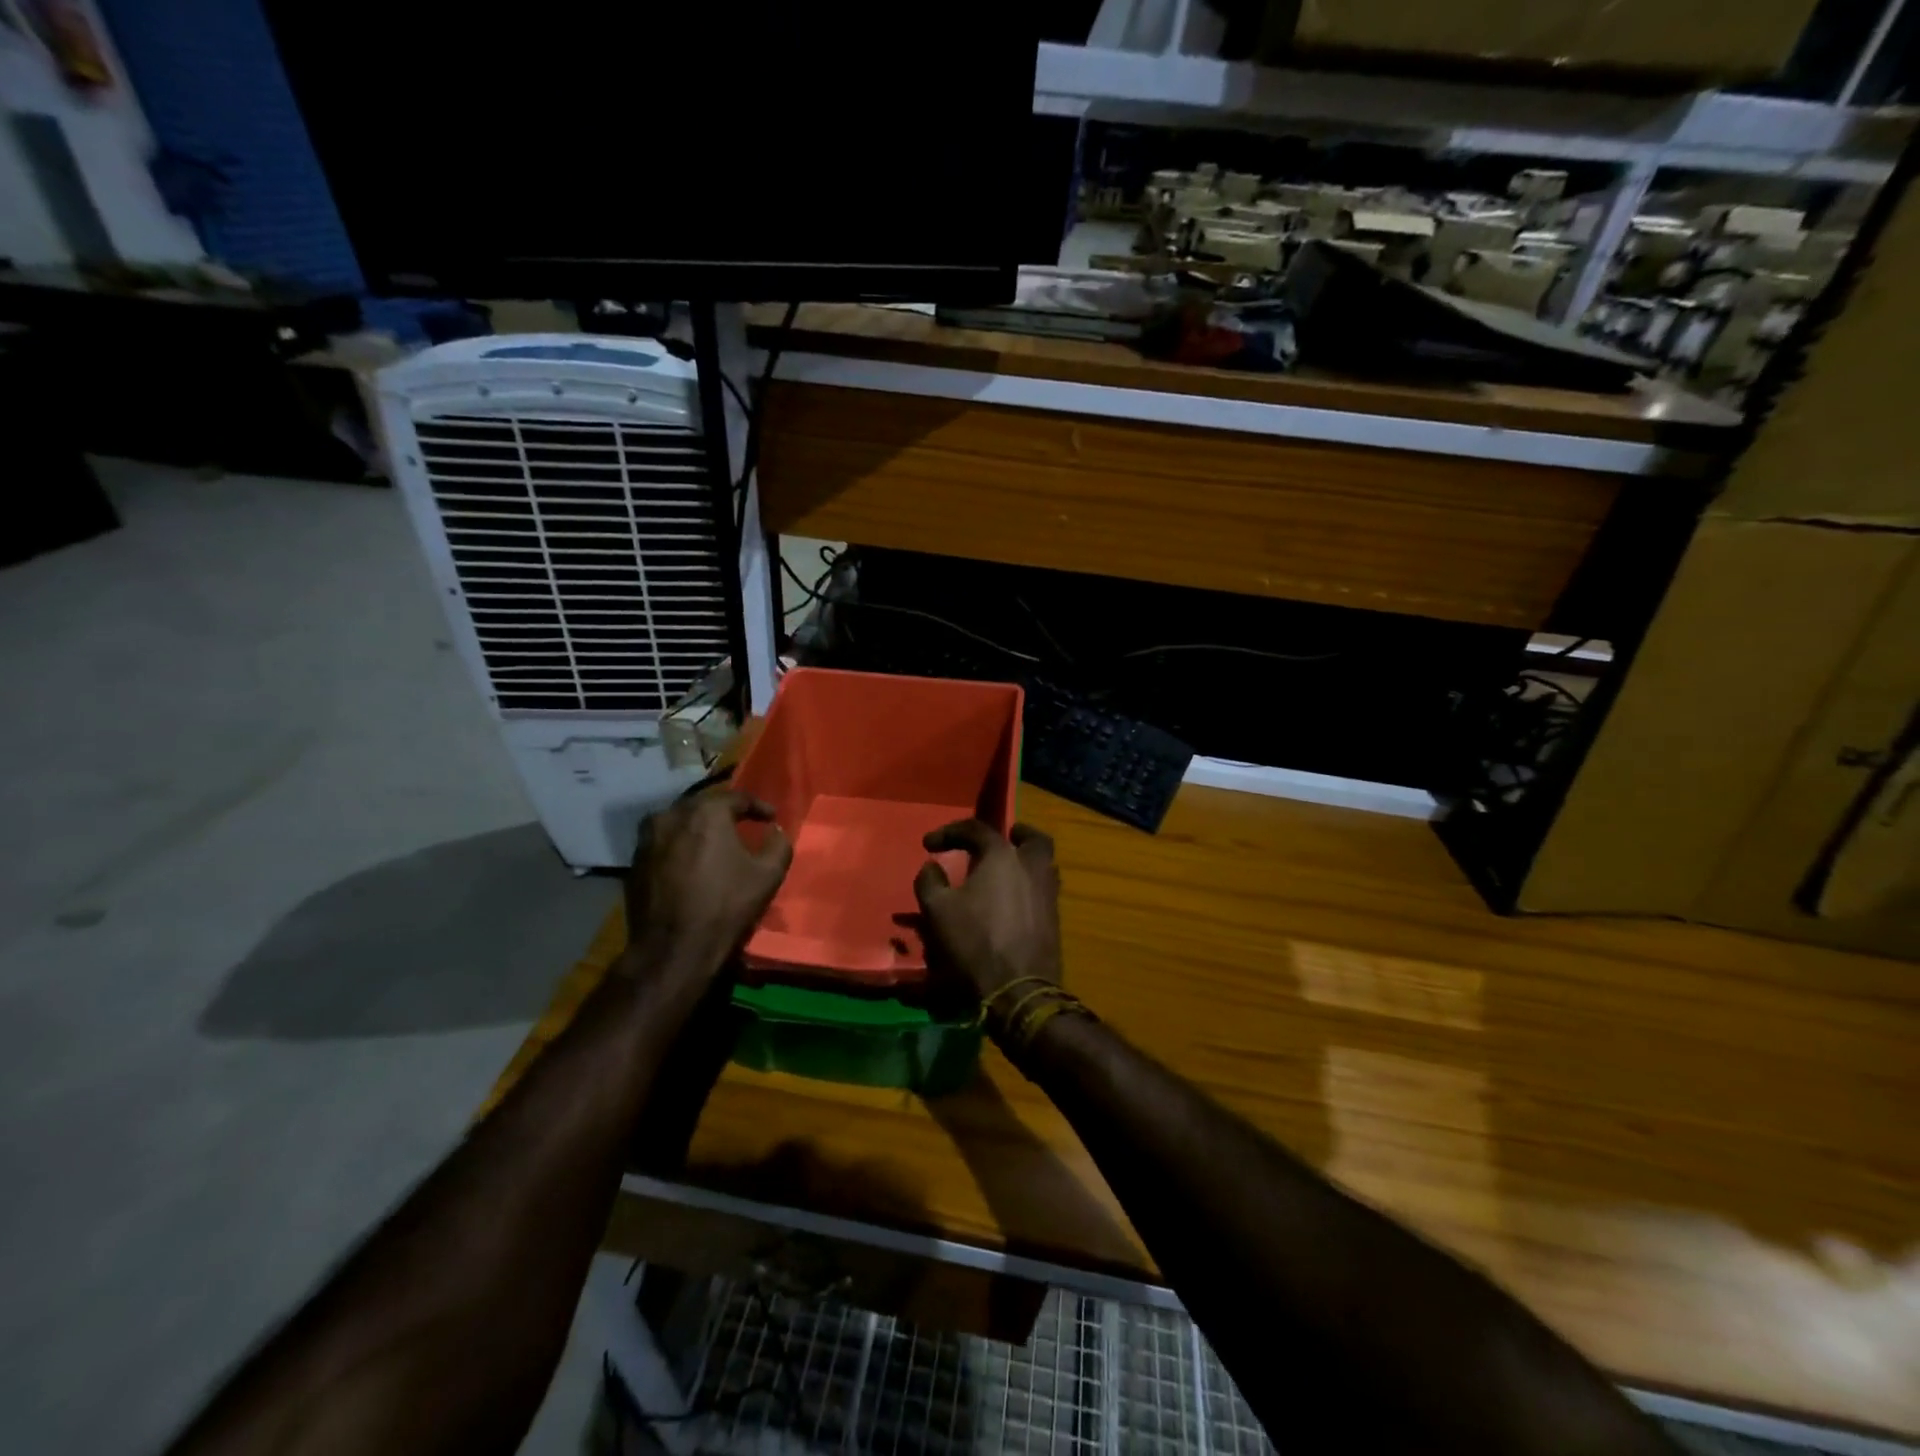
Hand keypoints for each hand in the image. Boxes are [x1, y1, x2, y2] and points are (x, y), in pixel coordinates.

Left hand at [624, 789, 791, 986]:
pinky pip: (662, 843)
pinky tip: (690, 863)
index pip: (737, 797)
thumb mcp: (768, 875)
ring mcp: (648, 838)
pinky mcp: (634, 862)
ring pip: (679, 822)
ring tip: (713, 843)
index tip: (770, 819)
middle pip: (704, 806)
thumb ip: (778, 844)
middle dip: (725, 814)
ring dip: (698, 828)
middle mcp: (672, 815)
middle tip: (742, 826)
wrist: (673, 948)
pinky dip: (679, 846)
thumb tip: (775, 831)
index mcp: (706, 812)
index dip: (758, 806)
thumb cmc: (725, 906)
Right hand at [912, 820, 1061, 1009]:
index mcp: (1002, 856)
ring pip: (1043, 864)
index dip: (949, 832)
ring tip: (1006, 872)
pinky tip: (1013, 901)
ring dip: (1026, 861)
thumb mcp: (937, 910)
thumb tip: (932, 866)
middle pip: (1033, 839)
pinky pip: (1043, 890)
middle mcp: (1032, 867)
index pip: (976, 829)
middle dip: (1017, 834)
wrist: (1018, 989)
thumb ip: (930, 881)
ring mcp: (1048, 893)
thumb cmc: (974, 942)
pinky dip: (1029, 886)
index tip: (929, 845)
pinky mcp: (1054, 919)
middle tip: (1004, 838)